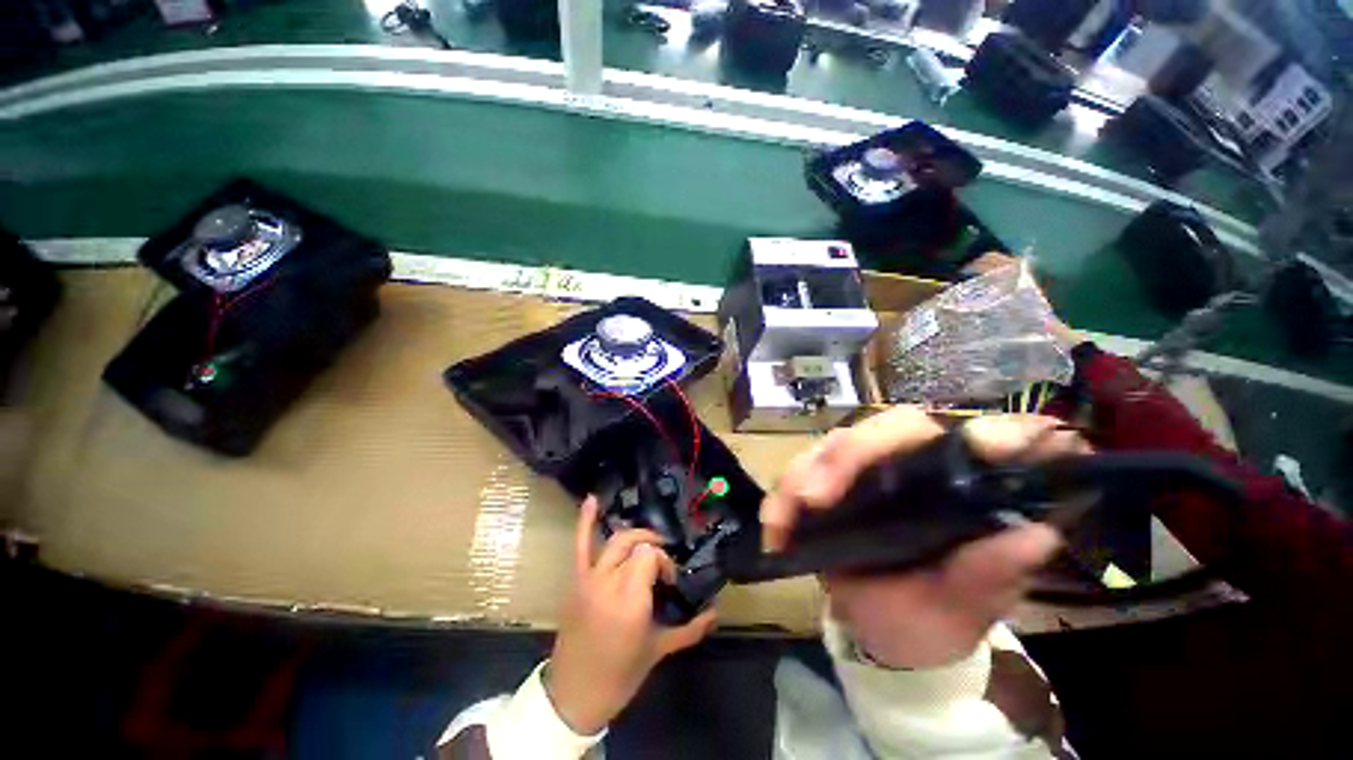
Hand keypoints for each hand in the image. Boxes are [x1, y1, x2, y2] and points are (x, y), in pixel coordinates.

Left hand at [546, 496, 716, 733]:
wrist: (574, 695)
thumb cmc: (621, 675)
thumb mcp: (659, 651)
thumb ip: (691, 628)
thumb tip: (717, 611)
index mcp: (631, 600)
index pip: (651, 556)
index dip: (664, 562)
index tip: (669, 581)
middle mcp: (609, 582)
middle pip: (637, 544)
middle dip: (653, 548)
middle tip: (662, 566)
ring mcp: (590, 579)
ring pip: (617, 540)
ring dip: (635, 537)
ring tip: (646, 544)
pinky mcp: (577, 580)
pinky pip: (580, 545)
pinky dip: (586, 521)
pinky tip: (593, 500)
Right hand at [760, 407, 1088, 669]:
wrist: (881, 633)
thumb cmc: (932, 622)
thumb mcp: (963, 609)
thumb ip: (990, 574)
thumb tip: (1035, 535)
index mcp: (961, 490)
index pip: (977, 440)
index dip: (985, 434)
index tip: (988, 446)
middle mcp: (913, 467)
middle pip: (885, 429)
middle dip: (847, 458)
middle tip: (815, 497)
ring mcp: (864, 471)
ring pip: (832, 445)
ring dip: (802, 476)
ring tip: (782, 520)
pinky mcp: (828, 482)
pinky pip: (799, 473)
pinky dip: (782, 496)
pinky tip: (774, 527)